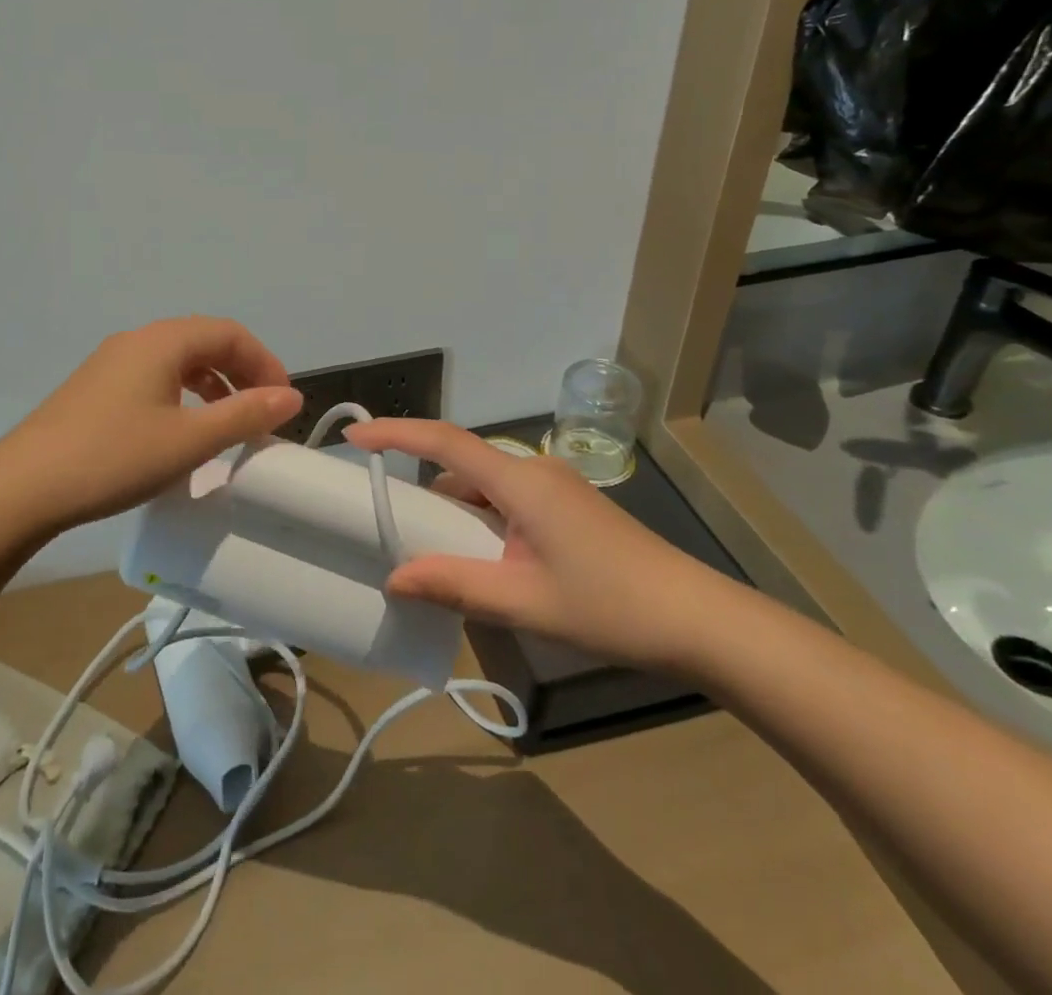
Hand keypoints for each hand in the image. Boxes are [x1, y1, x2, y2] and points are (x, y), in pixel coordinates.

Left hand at [0, 316, 301, 536]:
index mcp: (163, 341)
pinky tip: (182, 427)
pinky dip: (183, 393)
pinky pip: (154, 376)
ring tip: (228, 420)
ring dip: (212, 382)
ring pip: (178, 359)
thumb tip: (290, 397)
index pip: (230, 333)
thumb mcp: (190, 440)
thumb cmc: (115, 457)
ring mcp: (111, 362)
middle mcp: (138, 340)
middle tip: (262, 411)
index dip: (265, 362)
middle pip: (204, 341)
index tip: (283, 402)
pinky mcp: (95, 387)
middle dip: (241, 371)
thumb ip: (245, 414)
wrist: (22, 488)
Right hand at [344, 418, 741, 673]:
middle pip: (461, 464)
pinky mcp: (567, 507)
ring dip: (453, 510)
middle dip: (420, 486)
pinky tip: (479, 561)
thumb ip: (454, 585)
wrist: (697, 619)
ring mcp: (554, 488)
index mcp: (520, 481)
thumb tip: (395, 578)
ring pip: (485, 487)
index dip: (396, 433)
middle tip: (385, 519)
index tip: (355, 436)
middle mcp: (534, 471)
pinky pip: (507, 501)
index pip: (444, 441)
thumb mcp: (523, 601)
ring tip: (429, 552)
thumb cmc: (610, 606)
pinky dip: (480, 520)